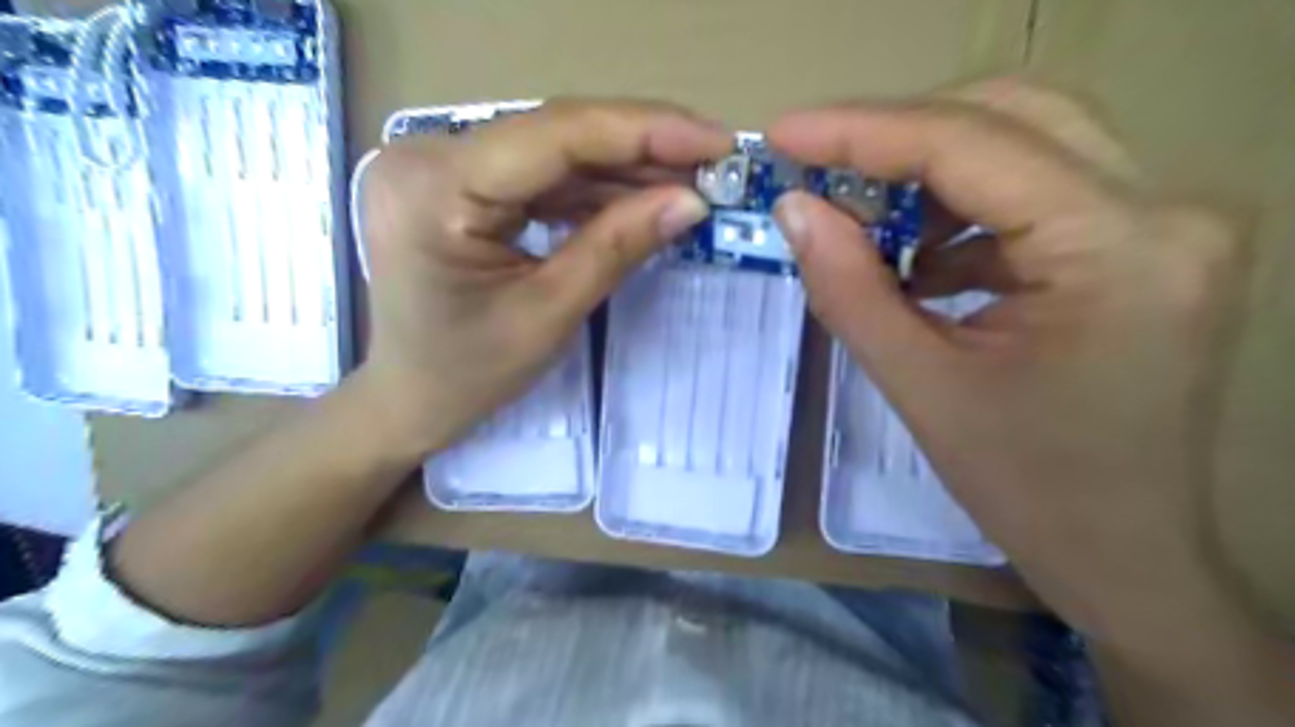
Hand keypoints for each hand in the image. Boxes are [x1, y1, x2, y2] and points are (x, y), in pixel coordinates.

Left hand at [356, 101, 727, 455]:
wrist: (410, 396)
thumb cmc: (468, 374)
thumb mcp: (549, 314)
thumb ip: (617, 247)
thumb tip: (691, 201)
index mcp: (436, 190)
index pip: (555, 136)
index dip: (645, 131)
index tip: (718, 141)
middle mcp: (429, 156)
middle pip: (557, 135)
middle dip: (643, 148)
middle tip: (715, 162)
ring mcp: (441, 165)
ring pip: (554, 151)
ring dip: (625, 168)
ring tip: (691, 181)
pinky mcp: (459, 182)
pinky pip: (540, 174)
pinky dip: (595, 188)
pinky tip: (642, 196)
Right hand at [768, 83, 1243, 645]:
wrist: (1124, 553)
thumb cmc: (1026, 489)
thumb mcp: (920, 387)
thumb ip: (849, 288)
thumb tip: (794, 208)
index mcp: (1118, 250)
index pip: (971, 145)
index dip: (862, 131)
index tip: (784, 134)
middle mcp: (1165, 210)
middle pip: (1009, 116)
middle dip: (897, 139)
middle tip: (819, 170)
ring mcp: (1165, 222)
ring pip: (1025, 142)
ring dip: (929, 175)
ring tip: (865, 226)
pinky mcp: (1145, 243)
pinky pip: (1037, 191)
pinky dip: (963, 211)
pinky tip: (920, 261)